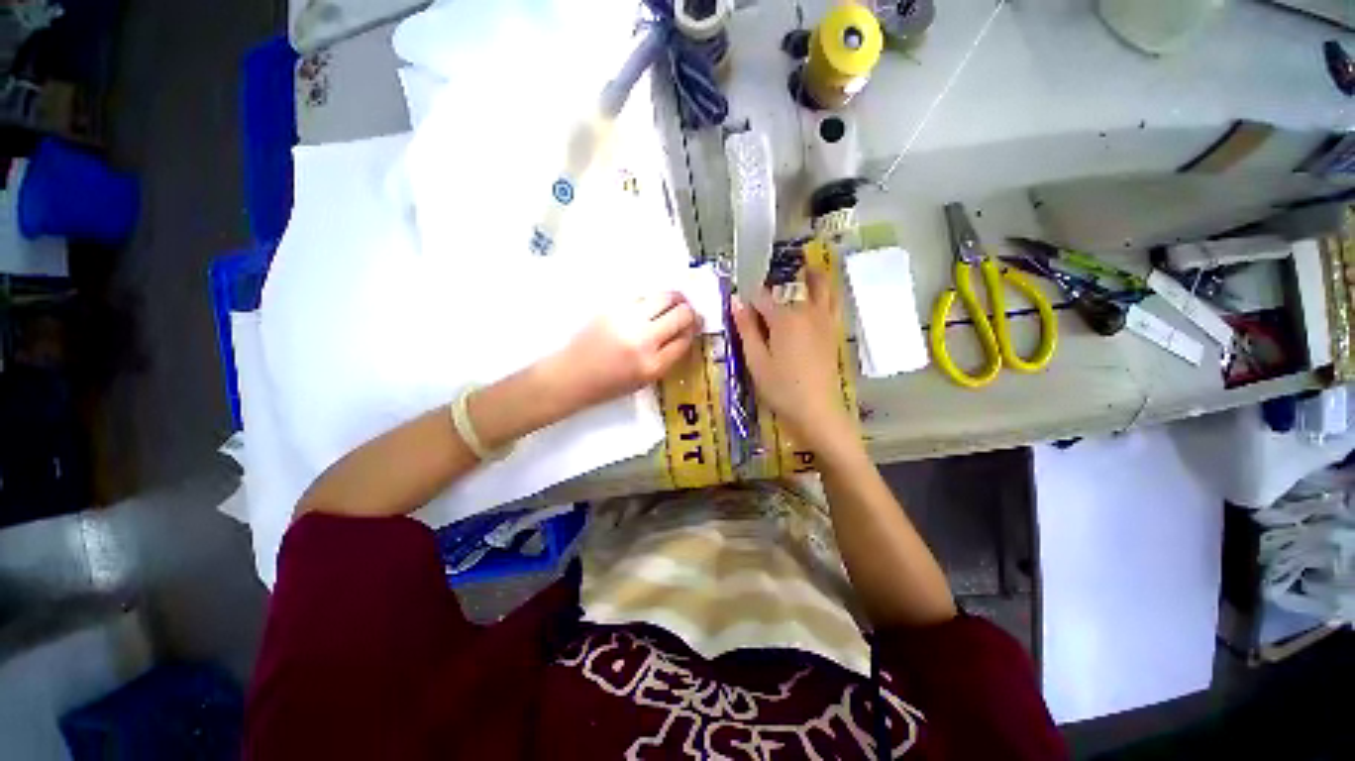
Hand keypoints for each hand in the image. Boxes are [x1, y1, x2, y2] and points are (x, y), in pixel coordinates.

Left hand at [549, 292, 698, 411]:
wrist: (572, 375)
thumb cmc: (609, 385)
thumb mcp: (645, 380)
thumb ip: (667, 358)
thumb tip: (685, 333)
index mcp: (653, 366)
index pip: (685, 339)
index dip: (693, 331)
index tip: (695, 327)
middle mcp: (643, 341)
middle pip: (681, 315)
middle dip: (690, 313)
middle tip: (689, 313)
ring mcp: (628, 321)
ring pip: (665, 297)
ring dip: (676, 299)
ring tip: (676, 303)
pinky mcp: (614, 308)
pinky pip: (644, 296)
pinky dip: (653, 300)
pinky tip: (651, 306)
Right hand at [731, 270, 857, 454]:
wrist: (818, 411)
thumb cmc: (781, 388)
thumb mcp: (756, 361)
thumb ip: (746, 329)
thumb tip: (735, 301)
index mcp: (784, 318)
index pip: (761, 298)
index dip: (747, 299)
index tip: (738, 303)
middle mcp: (807, 312)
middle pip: (792, 288)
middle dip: (778, 283)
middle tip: (769, 285)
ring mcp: (824, 321)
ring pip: (821, 288)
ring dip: (812, 276)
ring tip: (806, 268)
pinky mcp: (833, 332)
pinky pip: (832, 303)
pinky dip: (827, 292)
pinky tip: (821, 294)